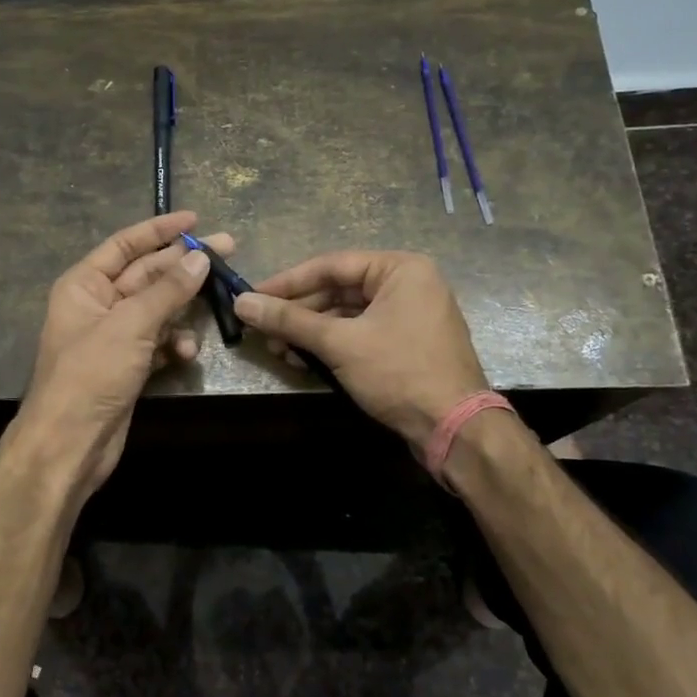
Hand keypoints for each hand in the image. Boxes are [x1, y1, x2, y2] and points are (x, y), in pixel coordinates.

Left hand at [15, 212, 229, 493]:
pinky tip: (187, 352)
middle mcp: (98, 305)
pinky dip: (174, 344)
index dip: (159, 230)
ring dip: (182, 309)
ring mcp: (114, 337)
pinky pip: (158, 342)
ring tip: (216, 300)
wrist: (70, 443)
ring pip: (157, 310)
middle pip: (147, 274)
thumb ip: (167, 290)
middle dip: (183, 265)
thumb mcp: (131, 324)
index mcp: (84, 284)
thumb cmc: (91, 374)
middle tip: (227, 250)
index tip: (195, 220)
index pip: (125, 245)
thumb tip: (200, 258)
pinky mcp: (128, 366)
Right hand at [233, 251, 488, 449]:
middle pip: (337, 291)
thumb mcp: (339, 344)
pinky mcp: (405, 345)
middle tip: (261, 330)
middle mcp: (407, 285)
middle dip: (298, 314)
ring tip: (278, 350)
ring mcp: (408, 316)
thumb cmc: (400, 373)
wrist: (456, 430)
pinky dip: (330, 346)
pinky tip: (303, 360)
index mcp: (400, 269)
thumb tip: (241, 303)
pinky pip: (359, 334)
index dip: (287, 282)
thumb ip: (289, 320)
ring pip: (345, 316)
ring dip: (310, 333)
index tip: (251, 296)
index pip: (331, 266)